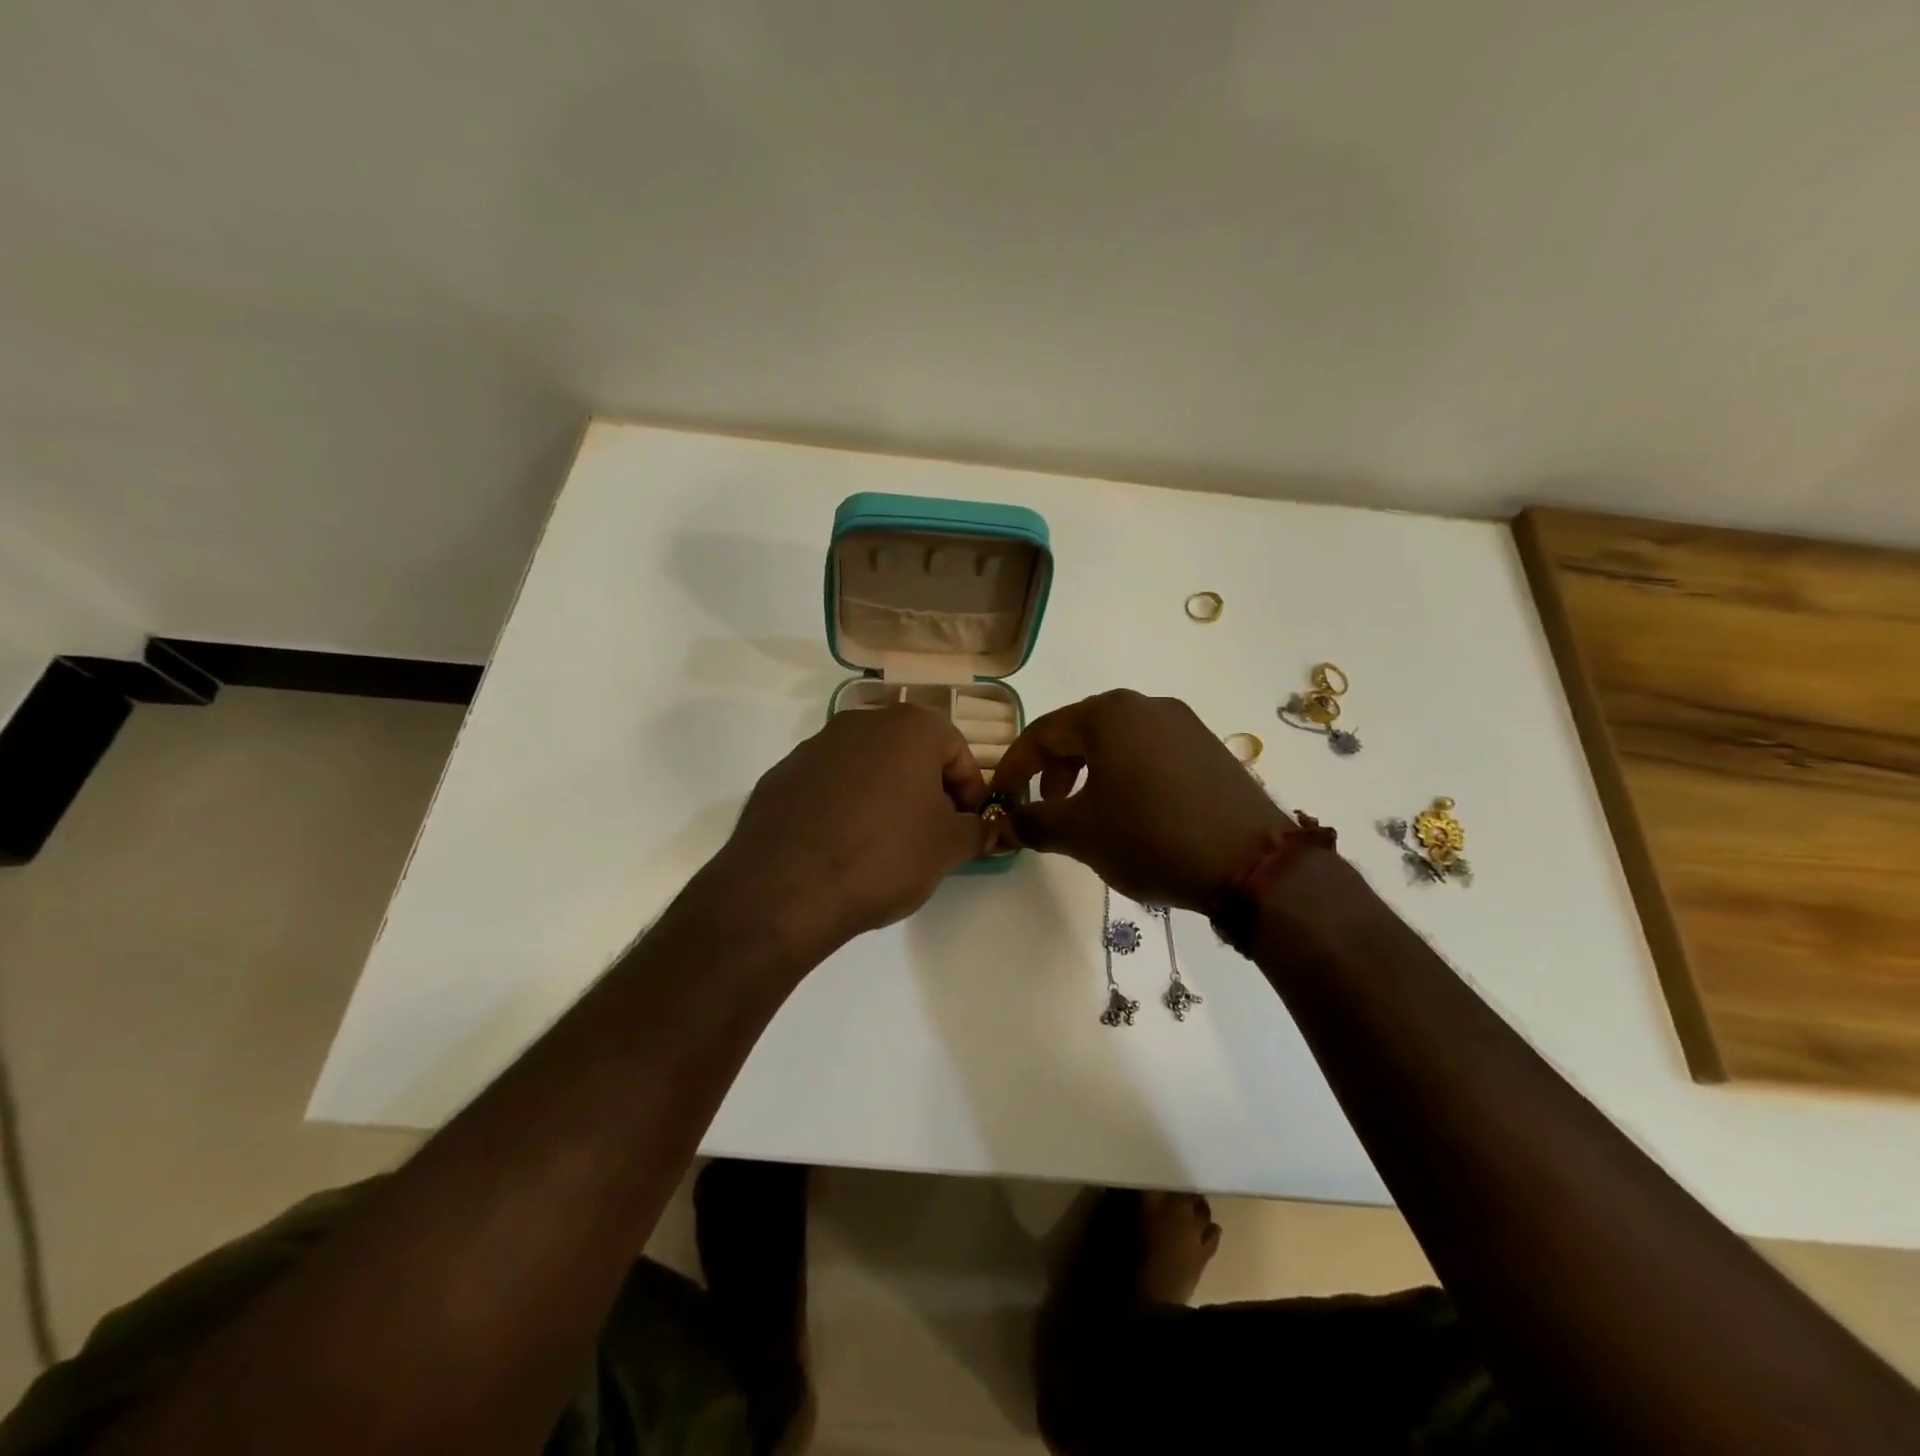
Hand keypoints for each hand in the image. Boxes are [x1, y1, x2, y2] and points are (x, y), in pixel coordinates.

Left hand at [709, 705, 988, 956]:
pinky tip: (842, 845)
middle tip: (932, 832)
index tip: (968, 825)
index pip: (956, 749)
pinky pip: (828, 785)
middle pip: (909, 751)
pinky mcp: (782, 775)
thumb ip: (975, 831)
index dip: (970, 789)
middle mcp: (860, 723)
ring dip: (884, 794)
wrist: (787, 886)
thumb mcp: (947, 848)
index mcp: (908, 727)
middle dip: (926, 788)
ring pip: (867, 766)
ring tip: (885, 843)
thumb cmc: (884, 855)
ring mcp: (815, 746)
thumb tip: (984, 828)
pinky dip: (844, 806)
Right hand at [996, 690, 1289, 911]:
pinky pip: (1151, 753)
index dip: (1014, 766)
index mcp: (1109, 714)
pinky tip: (1134, 813)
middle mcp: (1147, 706)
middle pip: (1081, 732)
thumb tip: (1006, 821)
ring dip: (1091, 774)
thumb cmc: (1150, 836)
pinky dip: (1127, 776)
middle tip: (1047, 807)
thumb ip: (1034, 822)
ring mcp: (1184, 724)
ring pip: (1118, 743)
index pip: (1043, 732)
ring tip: (1089, 814)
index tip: (1000, 798)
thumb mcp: (1081, 833)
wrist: (1251, 863)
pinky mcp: (1210, 749)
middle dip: (1055, 770)